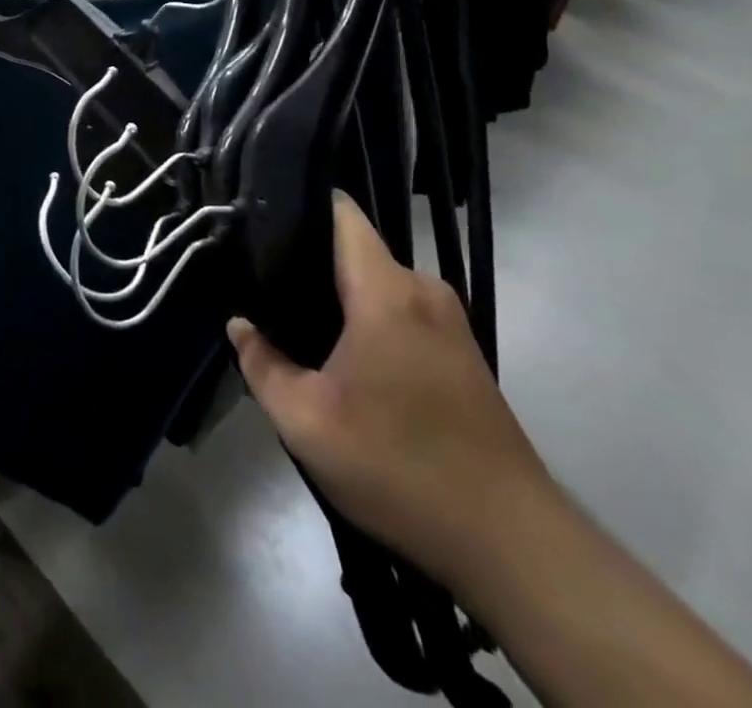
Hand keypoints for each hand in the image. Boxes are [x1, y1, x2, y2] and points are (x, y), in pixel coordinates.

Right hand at [228, 192, 550, 587]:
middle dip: (309, 260)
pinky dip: (368, 319)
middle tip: (261, 283)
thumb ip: (262, 364)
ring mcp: (449, 323)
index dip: (298, 205)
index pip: (342, 214)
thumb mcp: (306, 422)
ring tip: (293, 317)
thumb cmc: (399, 466)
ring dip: (339, 296)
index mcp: (386, 290)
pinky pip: (400, 311)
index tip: (256, 218)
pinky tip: (341, 354)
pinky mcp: (462, 354)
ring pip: (378, 284)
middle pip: (355, 250)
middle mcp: (423, 290)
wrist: (512, 545)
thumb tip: (239, 325)